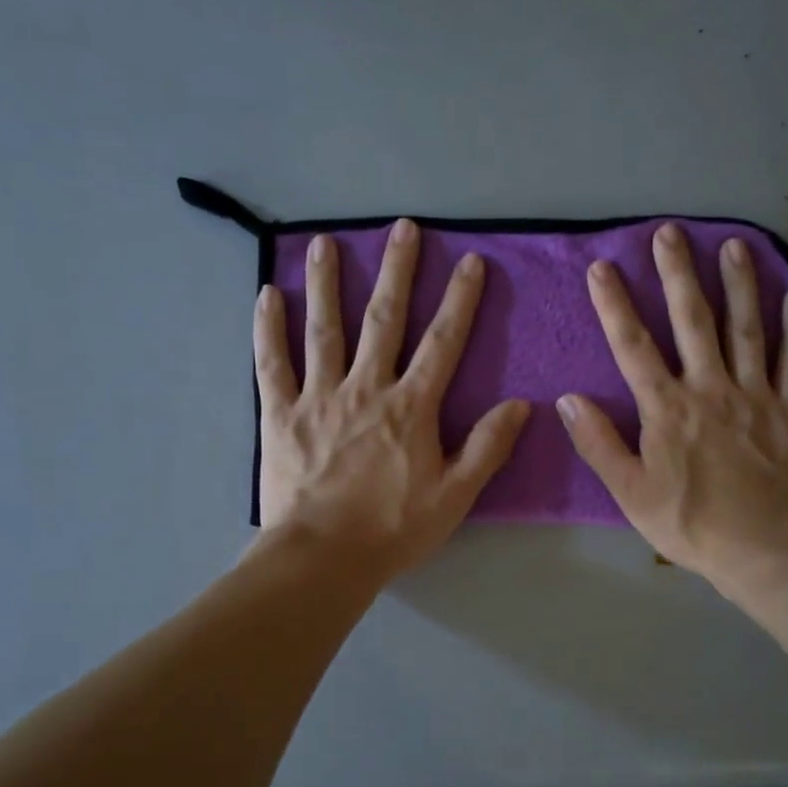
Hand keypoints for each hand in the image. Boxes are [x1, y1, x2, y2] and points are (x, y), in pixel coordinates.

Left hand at [254, 220, 528, 578]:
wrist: (323, 558)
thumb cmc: (393, 528)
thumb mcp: (455, 495)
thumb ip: (487, 447)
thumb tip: (520, 405)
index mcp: (410, 407)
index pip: (442, 342)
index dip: (459, 300)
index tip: (469, 262)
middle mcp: (365, 388)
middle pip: (384, 320)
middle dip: (396, 271)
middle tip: (402, 228)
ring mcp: (318, 397)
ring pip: (324, 329)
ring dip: (326, 284)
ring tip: (324, 243)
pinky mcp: (280, 414)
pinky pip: (272, 363)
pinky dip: (269, 329)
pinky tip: (267, 295)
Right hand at [557, 223, 787, 589]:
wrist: (765, 549)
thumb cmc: (691, 524)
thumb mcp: (630, 492)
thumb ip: (599, 443)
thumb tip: (568, 400)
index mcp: (667, 408)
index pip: (634, 346)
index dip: (615, 305)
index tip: (602, 268)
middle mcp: (710, 388)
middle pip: (692, 321)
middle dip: (677, 274)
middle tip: (670, 232)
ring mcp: (755, 394)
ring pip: (745, 328)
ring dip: (738, 284)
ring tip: (732, 245)